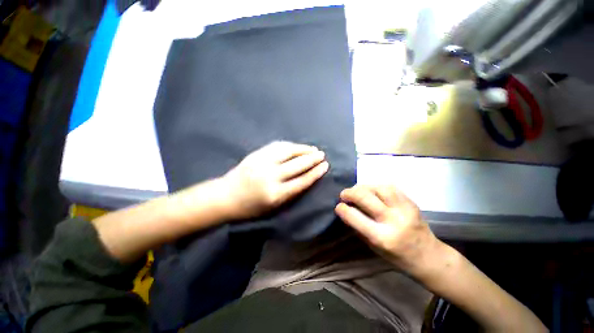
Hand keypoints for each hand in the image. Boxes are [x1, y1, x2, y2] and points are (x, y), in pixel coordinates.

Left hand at [221, 141, 328, 218]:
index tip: (325, 166)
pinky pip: (277, 146)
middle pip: (297, 165)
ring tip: (312, 149)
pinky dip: (289, 145)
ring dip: (303, 149)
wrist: (225, 196)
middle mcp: (270, 177)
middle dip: (312, 159)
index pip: (302, 181)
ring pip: (288, 151)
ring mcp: (262, 162)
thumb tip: (307, 178)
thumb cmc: (251, 207)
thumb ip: (290, 193)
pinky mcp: (256, 154)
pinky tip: (296, 146)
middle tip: (322, 155)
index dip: (315, 173)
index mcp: (275, 194)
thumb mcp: (273, 207)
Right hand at [335, 185, 441, 274]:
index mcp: (382, 237)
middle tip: (344, 194)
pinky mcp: (411, 202)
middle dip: (350, 193)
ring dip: (363, 187)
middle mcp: (393, 220)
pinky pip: (390, 187)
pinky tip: (372, 191)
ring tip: (357, 191)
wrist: (429, 256)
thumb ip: (358, 227)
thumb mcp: (373, 247)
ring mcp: (404, 209)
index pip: (355, 217)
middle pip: (366, 197)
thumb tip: (346, 210)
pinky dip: (376, 186)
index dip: (342, 208)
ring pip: (379, 188)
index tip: (338, 206)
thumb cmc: (397, 257)